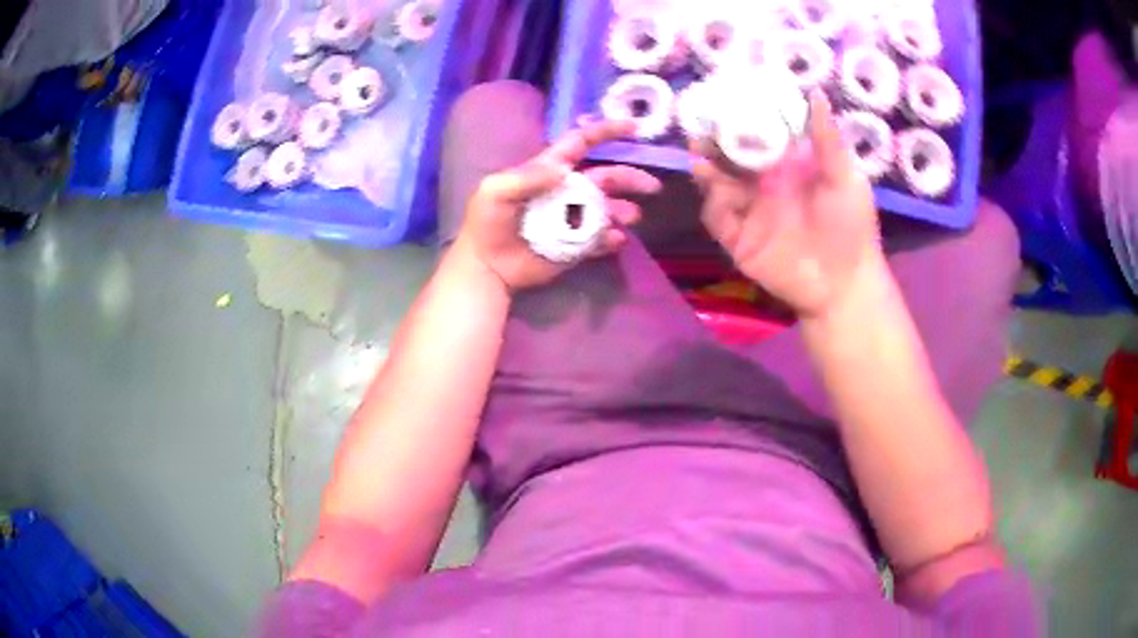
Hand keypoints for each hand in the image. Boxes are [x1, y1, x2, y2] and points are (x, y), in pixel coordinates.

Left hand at [454, 120, 662, 290]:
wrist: (487, 267)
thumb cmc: (487, 223)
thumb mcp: (495, 191)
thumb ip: (527, 177)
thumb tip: (565, 168)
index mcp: (549, 170)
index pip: (581, 143)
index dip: (605, 132)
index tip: (633, 126)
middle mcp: (567, 190)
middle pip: (606, 177)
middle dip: (630, 178)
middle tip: (652, 187)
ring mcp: (574, 218)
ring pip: (609, 208)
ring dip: (625, 209)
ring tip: (632, 217)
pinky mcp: (577, 244)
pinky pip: (601, 239)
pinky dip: (612, 238)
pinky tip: (616, 239)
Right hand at [692, 92, 883, 318]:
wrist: (843, 285)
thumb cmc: (851, 228)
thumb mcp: (846, 179)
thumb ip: (827, 139)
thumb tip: (816, 93)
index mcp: (789, 167)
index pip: (759, 136)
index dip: (743, 119)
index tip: (728, 99)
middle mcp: (765, 184)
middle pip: (732, 158)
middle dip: (715, 143)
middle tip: (703, 129)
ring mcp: (751, 211)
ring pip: (719, 185)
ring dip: (707, 170)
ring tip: (699, 156)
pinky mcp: (740, 239)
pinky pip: (718, 218)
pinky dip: (714, 204)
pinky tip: (719, 194)